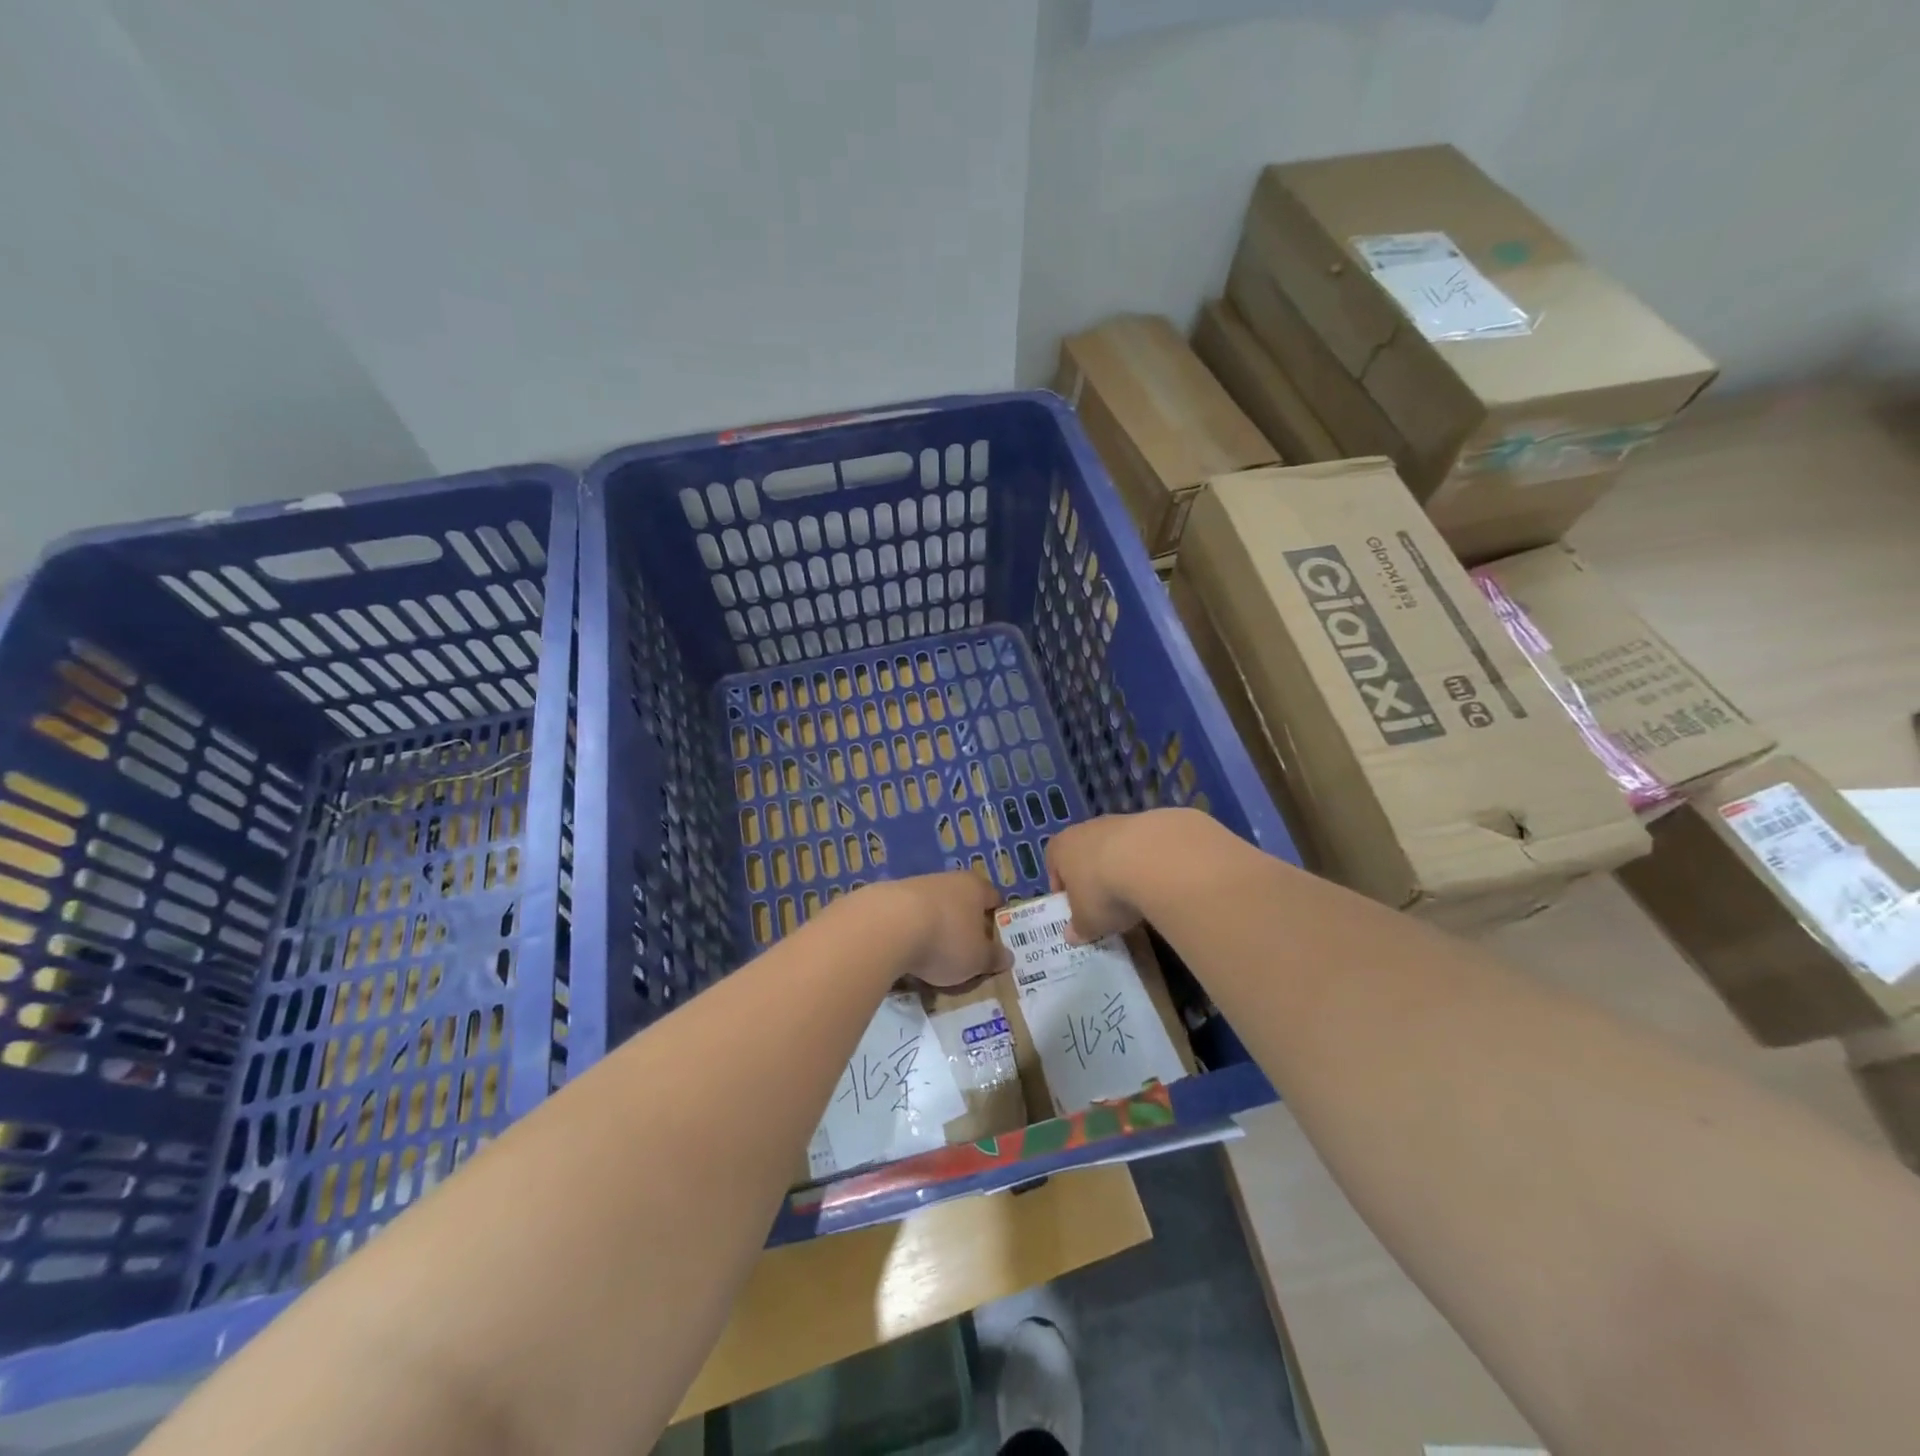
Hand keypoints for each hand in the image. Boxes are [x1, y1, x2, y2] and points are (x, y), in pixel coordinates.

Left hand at [861, 871, 1011, 989]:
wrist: (886, 926)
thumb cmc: (945, 940)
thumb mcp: (977, 959)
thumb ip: (993, 957)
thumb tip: (1007, 956)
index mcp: (975, 887)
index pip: (994, 898)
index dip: (997, 918)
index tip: (996, 940)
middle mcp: (947, 879)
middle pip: (962, 902)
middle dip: (964, 924)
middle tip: (965, 952)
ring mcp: (915, 885)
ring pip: (933, 908)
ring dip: (934, 927)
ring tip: (932, 957)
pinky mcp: (888, 897)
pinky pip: (908, 916)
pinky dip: (910, 931)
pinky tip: (905, 952)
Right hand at [1046, 809, 1207, 942]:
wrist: (1150, 860)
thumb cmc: (1102, 891)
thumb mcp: (1087, 921)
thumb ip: (1078, 928)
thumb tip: (1072, 935)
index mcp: (1061, 848)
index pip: (1053, 862)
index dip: (1061, 884)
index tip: (1072, 905)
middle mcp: (1085, 829)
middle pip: (1084, 853)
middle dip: (1092, 877)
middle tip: (1103, 903)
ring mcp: (1118, 822)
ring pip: (1114, 848)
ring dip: (1120, 869)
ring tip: (1134, 896)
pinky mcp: (1150, 823)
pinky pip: (1141, 847)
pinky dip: (1145, 863)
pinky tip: (1156, 883)